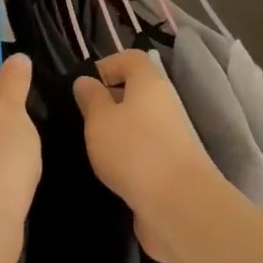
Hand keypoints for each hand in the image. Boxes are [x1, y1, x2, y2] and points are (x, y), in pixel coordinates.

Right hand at [73, 49, 221, 262]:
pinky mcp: (172, 166)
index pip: (131, 58)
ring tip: (94, 147)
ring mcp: (172, 137)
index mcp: (149, 83)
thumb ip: (91, 99)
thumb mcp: (99, 119)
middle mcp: (165, 104)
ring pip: (140, 122)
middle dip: (110, 101)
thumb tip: (86, 81)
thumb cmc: (133, 150)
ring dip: (118, 132)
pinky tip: (112, 171)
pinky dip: (128, 156)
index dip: (108, 65)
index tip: (85, 87)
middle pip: (137, 91)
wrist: (179, 204)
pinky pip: (145, 150)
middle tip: (83, 119)